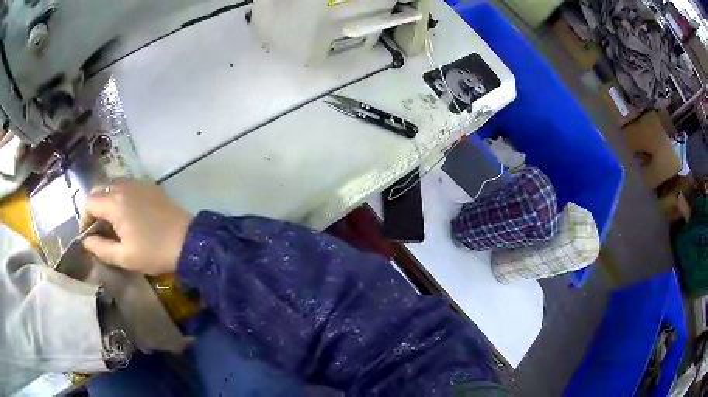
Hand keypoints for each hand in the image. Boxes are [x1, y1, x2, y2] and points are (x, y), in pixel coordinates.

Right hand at [81, 180, 192, 274]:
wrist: (188, 242)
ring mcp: (138, 183)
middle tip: (97, 229)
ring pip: (113, 185)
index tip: (88, 236)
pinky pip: (127, 186)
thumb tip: (86, 241)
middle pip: (99, 189)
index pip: (89, 202)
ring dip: (106, 200)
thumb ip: (101, 248)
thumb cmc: (154, 252)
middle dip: (93, 207)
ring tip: (110, 223)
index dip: (84, 219)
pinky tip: (126, 214)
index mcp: (115, 202)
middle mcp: (124, 186)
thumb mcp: (124, 257)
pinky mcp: (150, 186)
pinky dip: (120, 196)